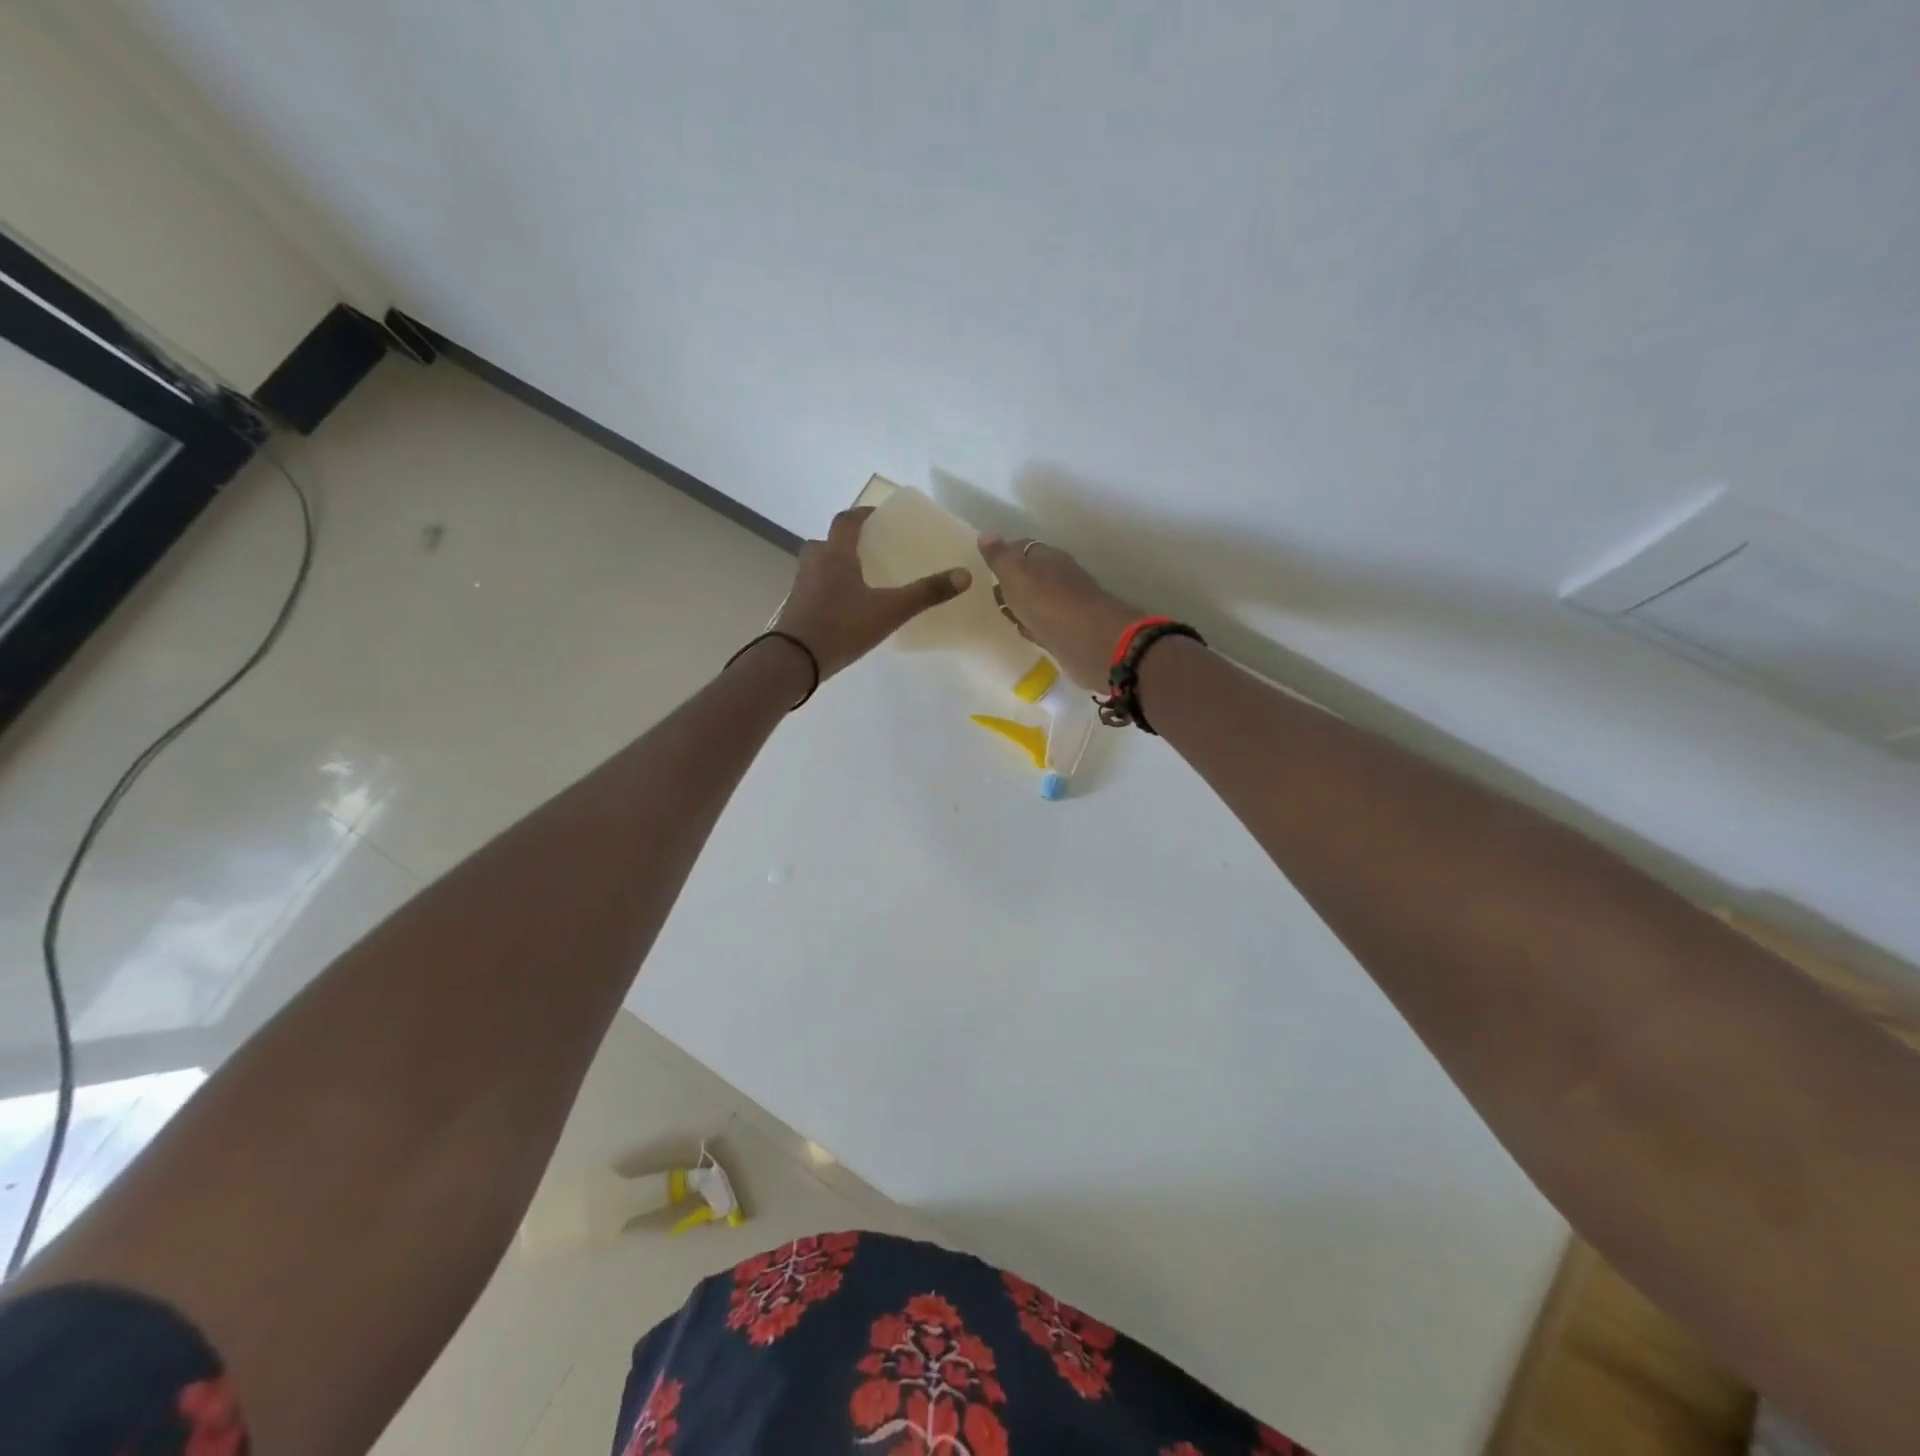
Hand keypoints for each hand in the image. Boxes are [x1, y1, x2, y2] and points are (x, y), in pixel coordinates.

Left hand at [775, 506, 972, 677]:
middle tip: (868, 551)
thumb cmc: (842, 627)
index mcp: (835, 555)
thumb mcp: (890, 611)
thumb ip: (926, 593)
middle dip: (846, 542)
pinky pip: (814, 588)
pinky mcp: (796, 608)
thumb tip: (965, 575)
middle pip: (827, 542)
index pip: (847, 521)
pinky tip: (844, 607)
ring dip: (834, 565)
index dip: (863, 515)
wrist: (794, 661)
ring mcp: (801, 586)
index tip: (878, 517)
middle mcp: (814, 563)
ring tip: (859, 579)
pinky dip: (828, 589)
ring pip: (818, 565)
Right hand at [975, 534, 1144, 689]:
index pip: (1023, 548)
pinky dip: (1036, 626)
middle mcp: (1060, 576)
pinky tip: (1028, 633)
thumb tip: (986, 534)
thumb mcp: (1015, 574)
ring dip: (1024, 607)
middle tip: (995, 596)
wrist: (1087, 639)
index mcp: (1048, 557)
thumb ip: (1000, 557)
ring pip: (1039, 601)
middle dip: (1013, 585)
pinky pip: (1046, 624)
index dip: (1005, 557)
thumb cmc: (1046, 601)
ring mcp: (1067, 604)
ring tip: (1007, 615)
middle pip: (1032, 576)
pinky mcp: (1071, 630)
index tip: (988, 569)